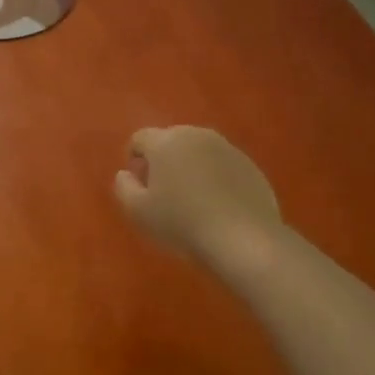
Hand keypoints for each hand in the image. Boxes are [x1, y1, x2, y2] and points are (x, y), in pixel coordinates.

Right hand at [114, 127, 283, 271]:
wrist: (243, 239)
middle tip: (163, 192)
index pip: (139, 138)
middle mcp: (197, 135)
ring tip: (191, 199)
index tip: (139, 185)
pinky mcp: (250, 165)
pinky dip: (215, 177)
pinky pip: (222, 165)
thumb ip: (123, 187)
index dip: (134, 159)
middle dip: (162, 160)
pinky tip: (217, 205)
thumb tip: (126, 174)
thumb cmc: (182, 223)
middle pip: (170, 140)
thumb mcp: (138, 211)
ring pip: (198, 151)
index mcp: (166, 141)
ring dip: (190, 167)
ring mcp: (227, 148)